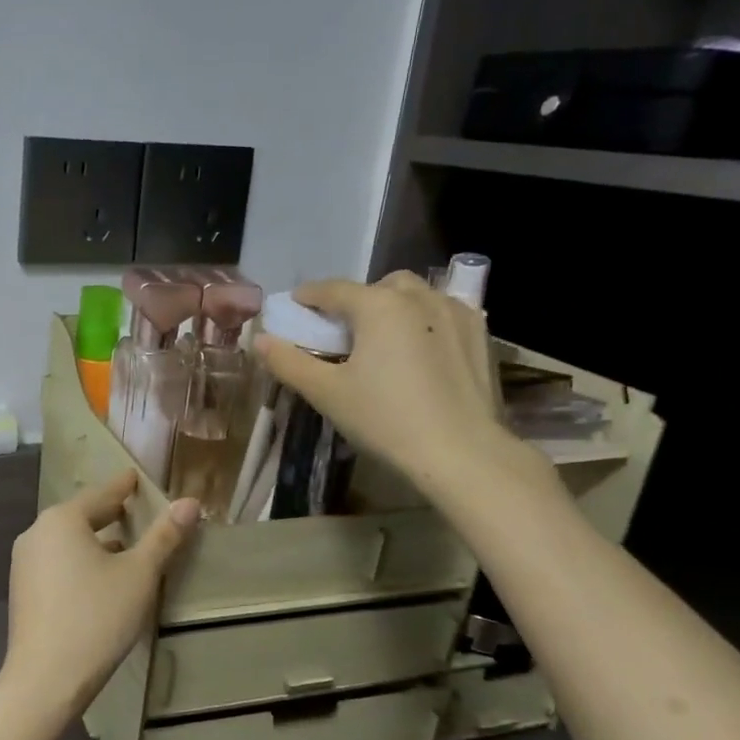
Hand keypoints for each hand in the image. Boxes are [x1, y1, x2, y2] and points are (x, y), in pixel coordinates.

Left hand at [1, 470, 199, 718]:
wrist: (44, 680)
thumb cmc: (96, 618)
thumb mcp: (138, 575)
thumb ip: (164, 536)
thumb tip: (190, 502)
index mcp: (62, 520)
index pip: (101, 494)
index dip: (123, 486)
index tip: (136, 477)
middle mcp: (36, 533)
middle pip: (81, 516)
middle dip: (110, 514)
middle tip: (136, 509)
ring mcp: (24, 563)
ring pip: (68, 541)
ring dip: (96, 540)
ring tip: (125, 545)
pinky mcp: (22, 590)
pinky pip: (57, 562)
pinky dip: (80, 560)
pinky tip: (99, 577)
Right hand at [255, 272, 512, 494]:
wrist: (461, 453)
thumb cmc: (385, 419)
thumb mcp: (326, 393)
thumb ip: (288, 362)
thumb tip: (259, 340)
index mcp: (378, 305)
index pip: (333, 289)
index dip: (308, 296)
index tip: (294, 306)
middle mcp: (419, 297)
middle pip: (379, 286)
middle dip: (357, 300)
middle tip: (343, 331)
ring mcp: (456, 313)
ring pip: (416, 295)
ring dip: (394, 306)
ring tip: (383, 339)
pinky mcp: (481, 336)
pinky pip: (445, 313)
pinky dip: (425, 321)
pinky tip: (420, 350)